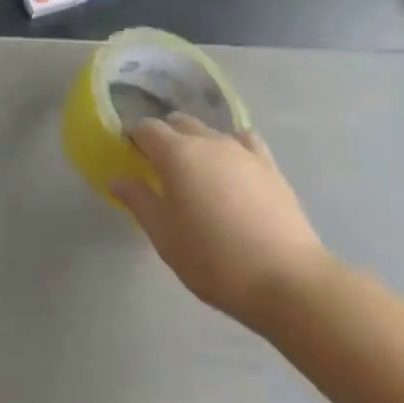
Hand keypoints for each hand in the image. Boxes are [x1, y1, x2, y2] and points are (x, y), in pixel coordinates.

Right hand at [111, 114, 332, 333]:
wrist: (286, 279)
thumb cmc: (214, 260)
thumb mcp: (165, 236)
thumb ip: (139, 201)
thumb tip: (116, 178)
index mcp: (177, 154)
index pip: (147, 128)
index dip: (134, 137)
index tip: (129, 155)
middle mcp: (208, 141)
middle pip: (179, 123)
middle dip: (164, 137)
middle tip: (159, 168)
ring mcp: (242, 150)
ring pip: (210, 132)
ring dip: (196, 143)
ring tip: (196, 174)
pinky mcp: (269, 165)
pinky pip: (243, 142)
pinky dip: (231, 147)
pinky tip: (232, 168)